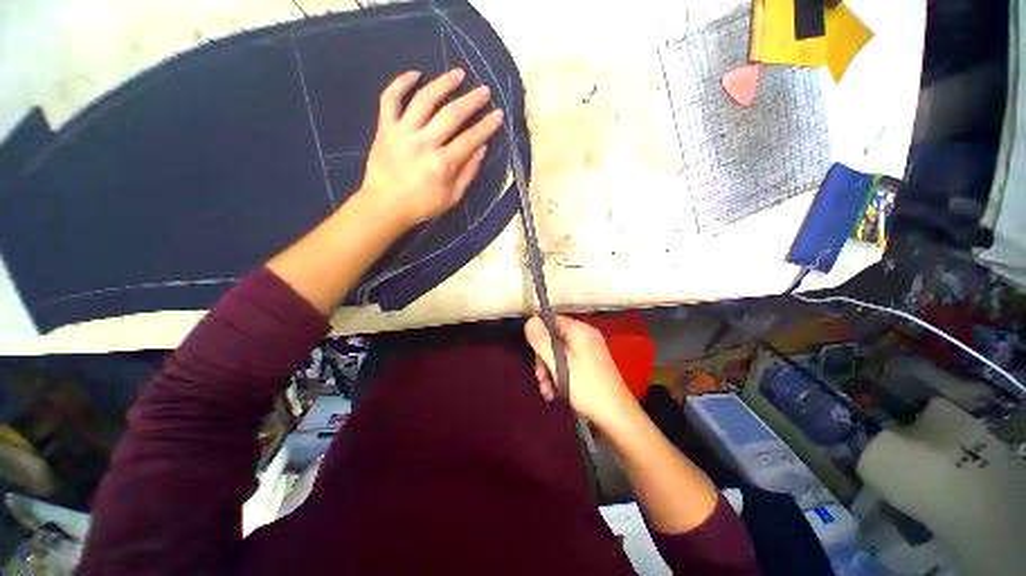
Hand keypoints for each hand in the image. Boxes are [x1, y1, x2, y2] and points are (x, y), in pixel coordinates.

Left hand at [358, 69, 504, 231]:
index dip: (487, 126)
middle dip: (471, 101)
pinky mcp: (386, 128)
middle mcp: (425, 142)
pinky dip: (400, 83)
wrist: (385, 206)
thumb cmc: (422, 205)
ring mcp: (403, 132)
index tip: (498, 114)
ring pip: (424, 99)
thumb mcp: (452, 197)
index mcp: (443, 163)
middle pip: (452, 114)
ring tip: (458, 74)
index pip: (471, 139)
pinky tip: (414, 74)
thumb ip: (468, 173)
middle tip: (484, 91)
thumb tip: (482, 149)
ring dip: (443, 83)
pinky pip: (390, 99)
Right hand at [524, 315, 637, 428]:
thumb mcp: (559, 364)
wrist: (617, 416)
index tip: (532, 354)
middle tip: (540, 379)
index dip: (538, 334)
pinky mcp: (591, 362)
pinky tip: (556, 392)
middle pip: (554, 338)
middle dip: (543, 358)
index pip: (551, 320)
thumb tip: (530, 320)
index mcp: (579, 330)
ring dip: (550, 370)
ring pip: (559, 352)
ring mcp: (589, 349)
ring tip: (547, 391)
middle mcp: (585, 335)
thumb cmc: (587, 388)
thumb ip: (542, 341)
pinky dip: (560, 374)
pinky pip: (569, 361)